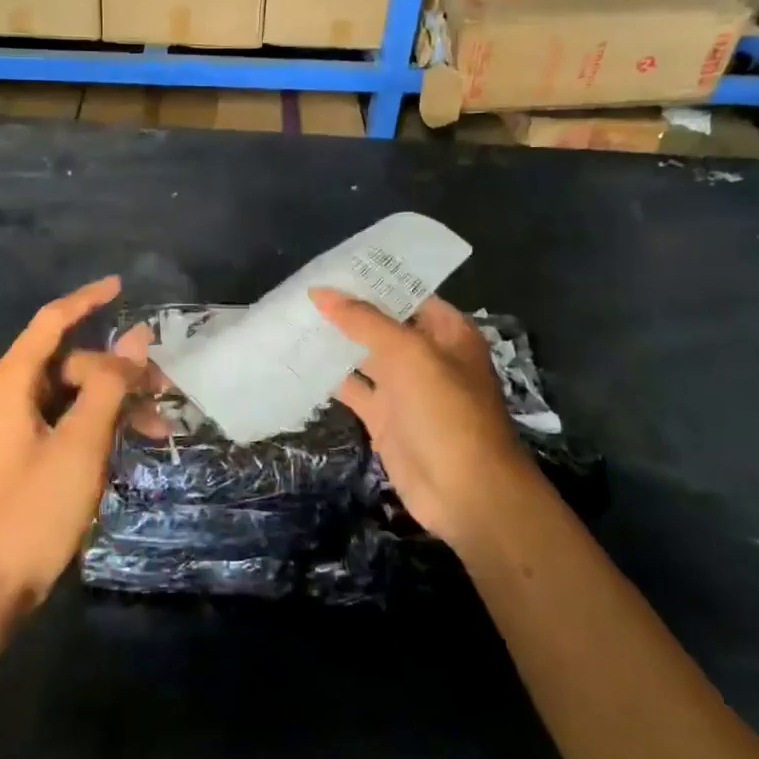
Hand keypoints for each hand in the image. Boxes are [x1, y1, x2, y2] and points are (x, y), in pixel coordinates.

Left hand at [0, 276, 150, 615]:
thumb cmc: (34, 510)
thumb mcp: (81, 444)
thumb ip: (110, 385)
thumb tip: (137, 337)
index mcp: (8, 383)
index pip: (51, 321)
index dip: (87, 299)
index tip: (122, 286)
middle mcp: (5, 394)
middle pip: (70, 363)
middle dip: (118, 372)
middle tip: (163, 393)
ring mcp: (12, 424)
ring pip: (72, 394)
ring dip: (115, 403)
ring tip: (158, 428)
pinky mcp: (22, 450)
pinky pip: (66, 419)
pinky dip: (98, 425)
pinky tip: (131, 442)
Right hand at [310, 289, 536, 551]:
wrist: (465, 492)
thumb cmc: (446, 412)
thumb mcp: (408, 354)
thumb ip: (364, 321)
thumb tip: (321, 291)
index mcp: (446, 332)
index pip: (407, 293)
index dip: (373, 280)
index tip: (331, 266)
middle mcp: (427, 355)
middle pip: (383, 323)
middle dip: (347, 309)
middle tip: (301, 290)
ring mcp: (405, 389)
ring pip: (364, 356)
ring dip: (335, 341)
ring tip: (293, 317)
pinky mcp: (385, 418)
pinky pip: (354, 389)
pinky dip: (330, 378)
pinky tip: (299, 360)